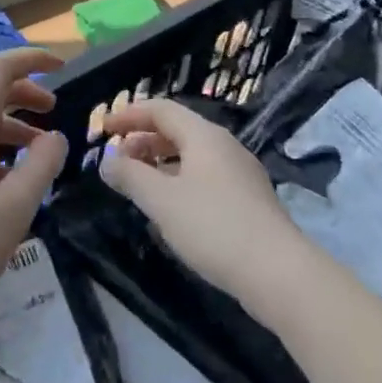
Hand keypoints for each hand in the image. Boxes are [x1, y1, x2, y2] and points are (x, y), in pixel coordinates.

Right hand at [98, 98, 312, 316]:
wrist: (279, 273)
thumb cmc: (214, 227)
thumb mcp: (162, 201)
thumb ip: (130, 176)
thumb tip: (107, 161)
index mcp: (204, 136)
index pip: (161, 109)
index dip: (129, 115)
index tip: (103, 130)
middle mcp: (224, 145)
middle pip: (177, 130)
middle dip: (143, 140)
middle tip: (117, 161)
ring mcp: (240, 173)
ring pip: (192, 156)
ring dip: (160, 163)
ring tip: (139, 186)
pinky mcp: (248, 200)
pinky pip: (205, 177)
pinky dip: (179, 181)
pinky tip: (171, 210)